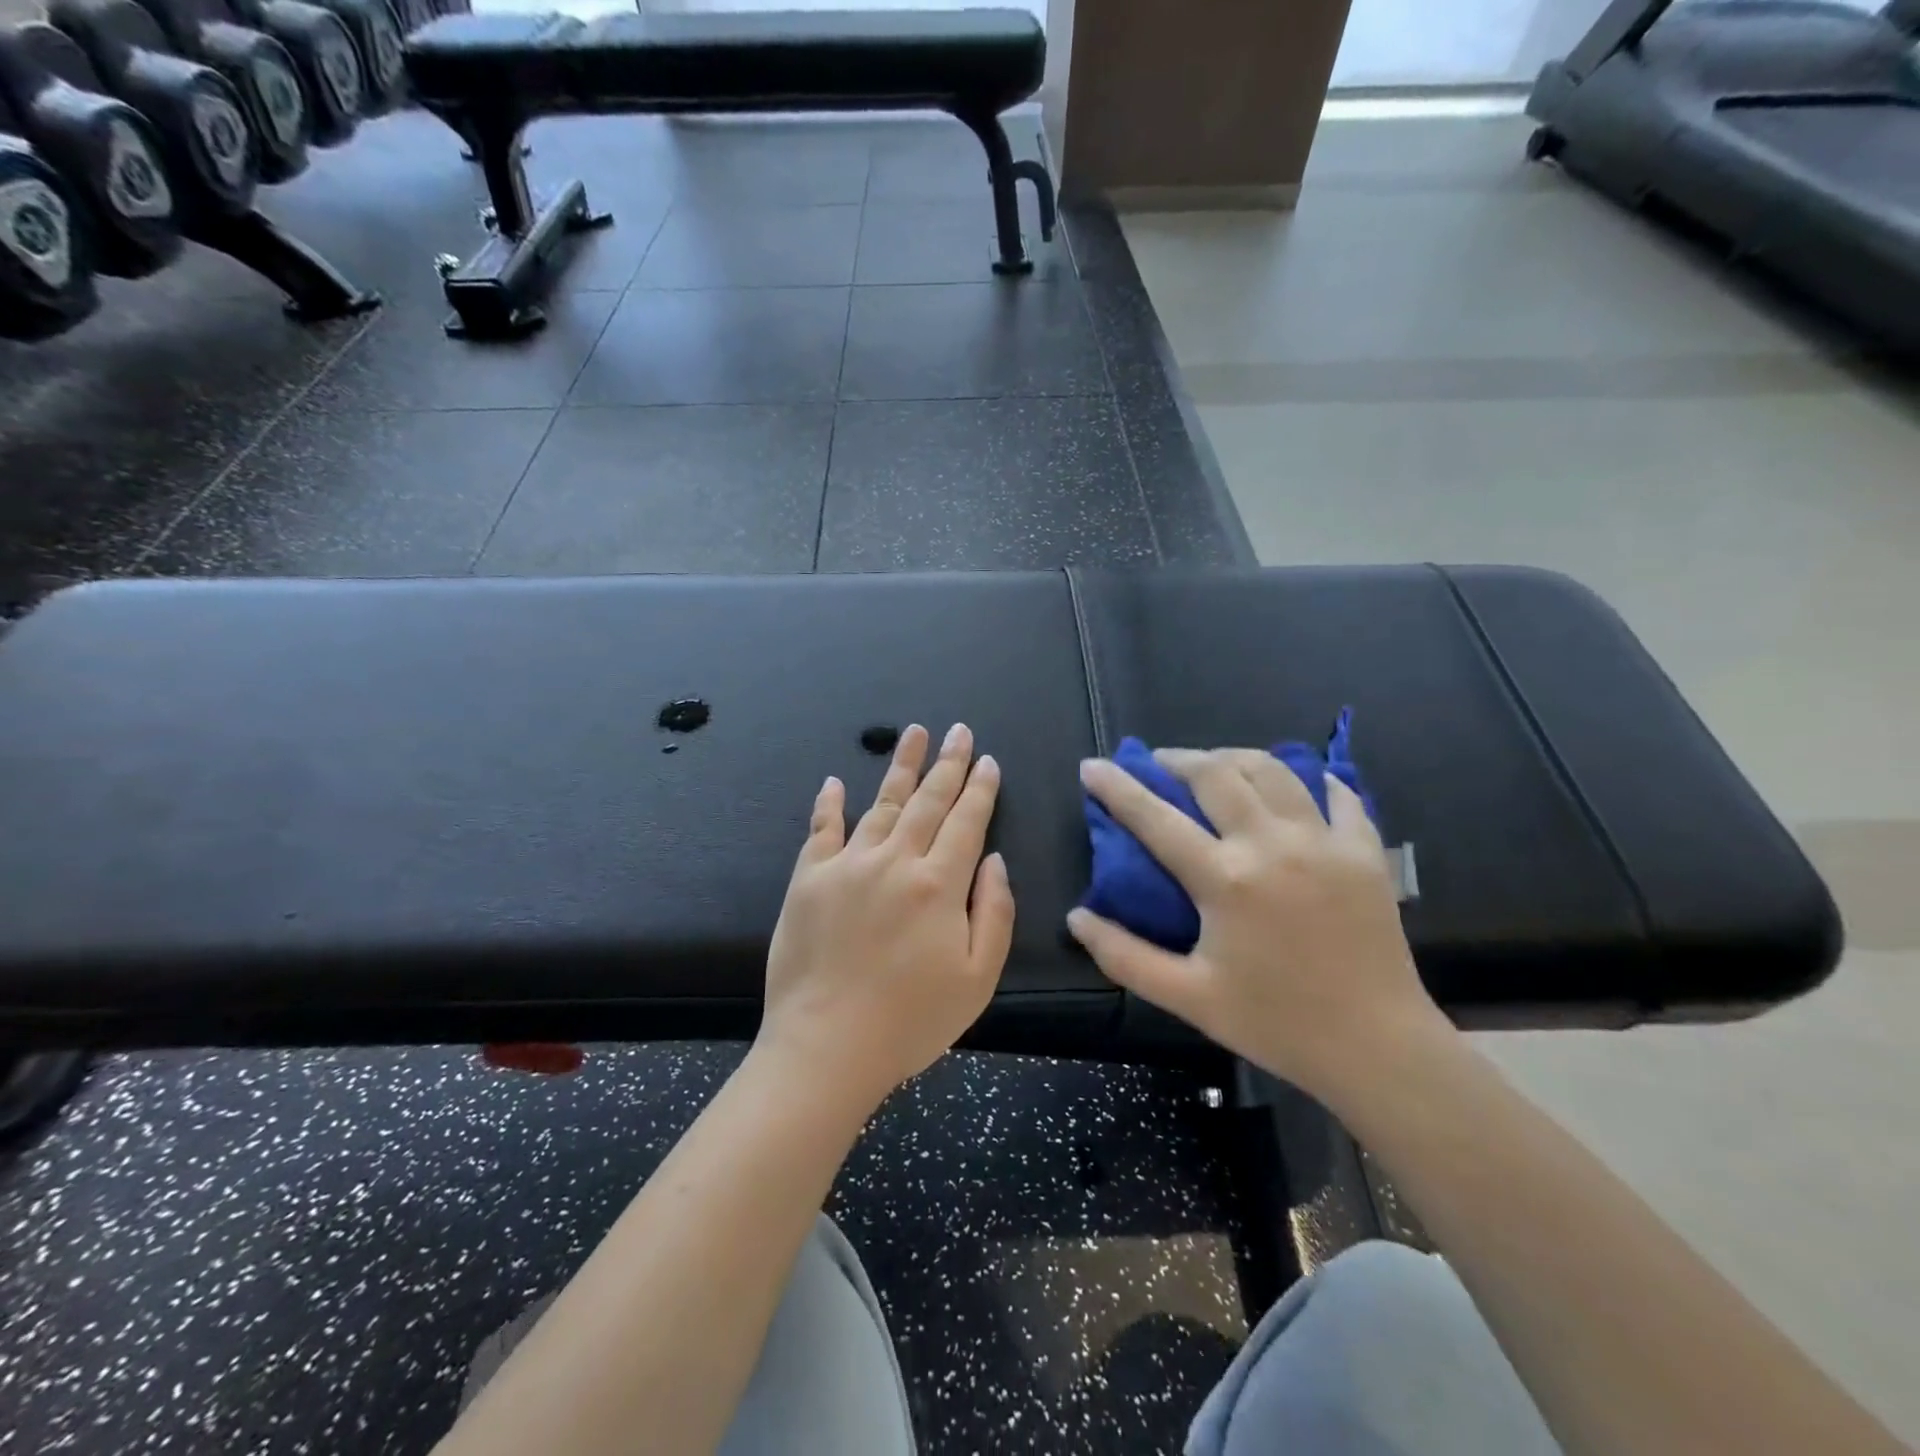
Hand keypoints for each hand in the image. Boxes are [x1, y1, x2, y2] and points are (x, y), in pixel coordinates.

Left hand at [759, 723, 1014, 1112]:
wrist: (826, 1048)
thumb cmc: (911, 1021)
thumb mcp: (977, 978)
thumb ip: (994, 913)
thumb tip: (994, 860)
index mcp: (938, 885)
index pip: (966, 822)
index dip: (981, 789)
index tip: (988, 760)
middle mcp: (894, 861)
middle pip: (928, 801)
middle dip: (948, 763)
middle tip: (959, 731)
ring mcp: (846, 866)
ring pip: (881, 803)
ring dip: (900, 767)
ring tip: (913, 734)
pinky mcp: (808, 880)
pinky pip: (821, 830)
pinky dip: (829, 804)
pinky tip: (836, 781)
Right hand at [1068, 748, 1442, 1095]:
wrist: (1378, 1047)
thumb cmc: (1275, 1023)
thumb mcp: (1188, 997)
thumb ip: (1125, 956)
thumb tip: (1077, 917)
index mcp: (1225, 880)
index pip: (1155, 817)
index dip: (1117, 787)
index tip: (1092, 766)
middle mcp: (1272, 845)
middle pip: (1216, 773)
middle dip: (1177, 759)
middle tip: (1158, 764)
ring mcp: (1324, 841)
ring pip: (1273, 769)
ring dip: (1234, 758)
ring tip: (1215, 766)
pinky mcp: (1365, 850)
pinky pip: (1338, 792)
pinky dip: (1309, 778)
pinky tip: (1294, 784)